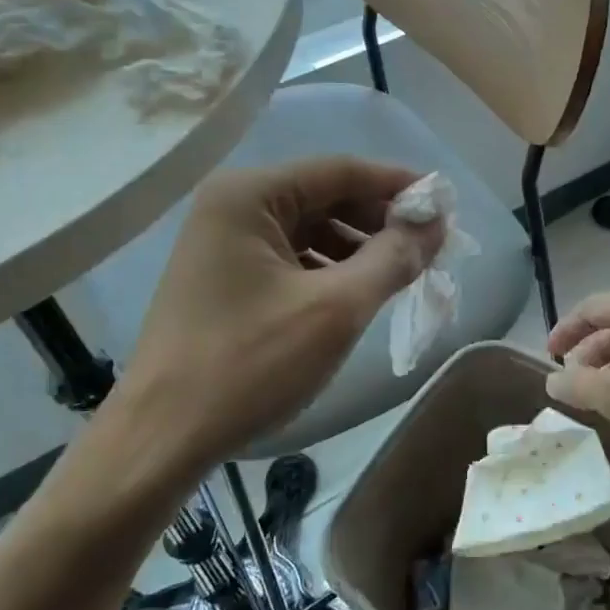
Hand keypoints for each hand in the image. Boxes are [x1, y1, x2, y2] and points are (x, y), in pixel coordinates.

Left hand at [118, 157, 442, 472]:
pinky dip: (329, 270)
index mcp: (250, 195)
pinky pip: (291, 257)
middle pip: (325, 196)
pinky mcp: (224, 277)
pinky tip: (356, 294)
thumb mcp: (336, 310)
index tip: (446, 206)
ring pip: (310, 229)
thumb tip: (436, 222)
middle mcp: (232, 205)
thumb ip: (393, 258)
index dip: (399, 185)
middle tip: (430, 246)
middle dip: (380, 220)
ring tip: (401, 274)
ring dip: (358, 247)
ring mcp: (223, 242)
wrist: (162, 439)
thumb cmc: (250, 365)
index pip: (341, 170)